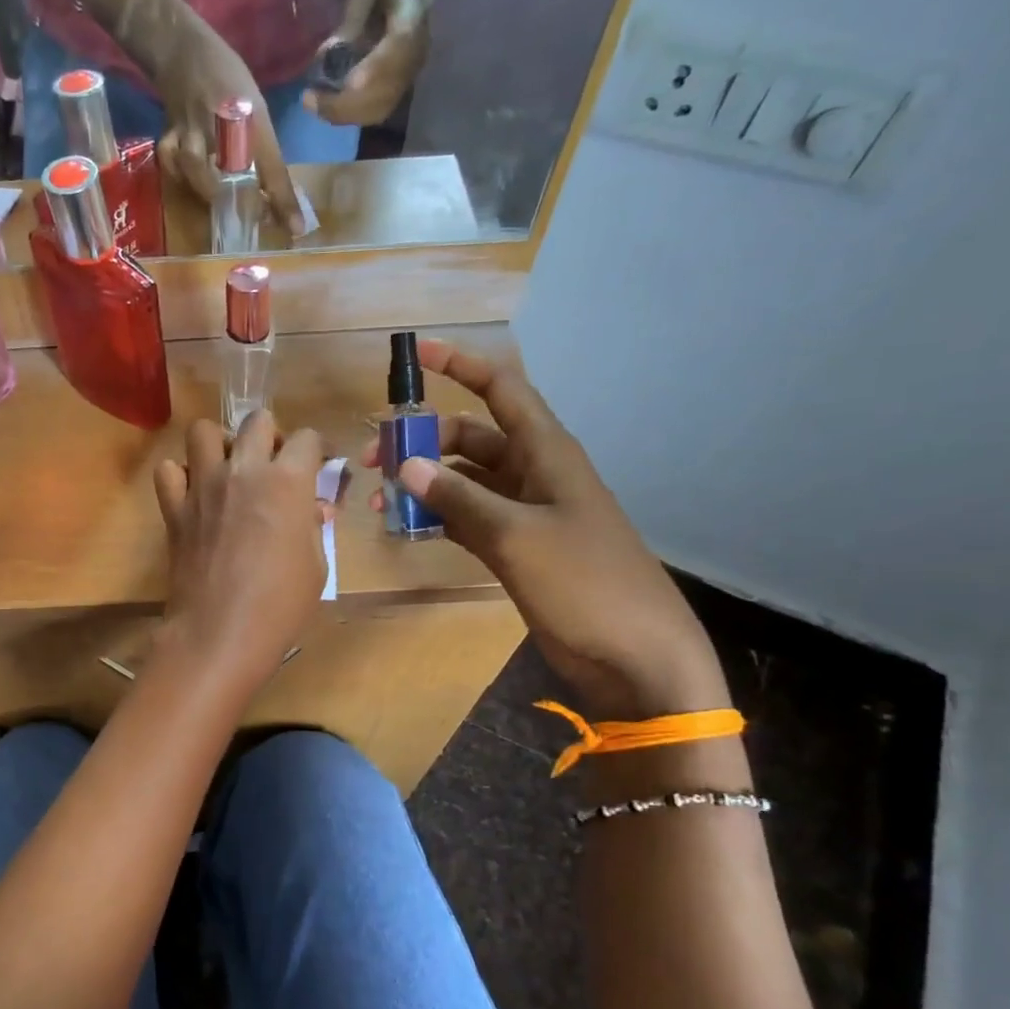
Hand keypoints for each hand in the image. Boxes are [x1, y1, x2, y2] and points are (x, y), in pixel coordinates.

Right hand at [153, 22, 303, 233]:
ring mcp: (193, 129)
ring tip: (218, 202)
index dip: (285, 201)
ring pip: (194, 166)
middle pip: (232, 172)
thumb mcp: (256, 109)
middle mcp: (223, 126)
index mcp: (253, 120)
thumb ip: (265, 151)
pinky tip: (186, 181)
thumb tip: (276, 197)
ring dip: (206, 189)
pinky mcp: (170, 133)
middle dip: (242, 200)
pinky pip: (170, 160)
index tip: (297, 228)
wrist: (185, 51)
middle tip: (254, 216)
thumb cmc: (228, 80)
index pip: (273, 168)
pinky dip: (176, 175)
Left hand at [154, 412, 326, 686]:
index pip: (308, 438)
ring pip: (203, 431)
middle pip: (257, 421)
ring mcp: (203, 486)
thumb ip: (313, 525)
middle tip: (273, 465)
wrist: (220, 632)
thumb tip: (310, 508)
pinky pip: (169, 471)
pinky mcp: (174, 508)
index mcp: (288, 481)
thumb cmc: (281, 605)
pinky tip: (194, 495)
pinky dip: (181, 476)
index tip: (319, 465)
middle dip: (271, 436)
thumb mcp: (316, 565)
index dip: (317, 449)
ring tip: (229, 469)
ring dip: (220, 443)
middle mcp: (244, 471)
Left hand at [303, 0, 438, 125]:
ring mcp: (410, 73)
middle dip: (344, 102)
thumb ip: (351, 17)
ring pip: (379, 107)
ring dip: (344, 113)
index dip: (376, 68)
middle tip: (308, 100)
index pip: (399, 46)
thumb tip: (329, 56)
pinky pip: (376, 110)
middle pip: (385, 89)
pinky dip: (350, 114)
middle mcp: (417, 50)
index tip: (349, 84)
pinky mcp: (400, 86)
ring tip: (313, 105)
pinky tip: (327, 107)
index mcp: (414, 12)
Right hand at [364, 340, 727, 719]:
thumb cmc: (585, 582)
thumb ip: (458, 498)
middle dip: (423, 441)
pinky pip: (469, 519)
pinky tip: (407, 529)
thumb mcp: (516, 535)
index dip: (462, 366)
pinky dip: (439, 519)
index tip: (418, 352)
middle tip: (373, 461)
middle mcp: (534, 474)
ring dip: (424, 485)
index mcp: (546, 453)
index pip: (502, 390)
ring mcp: (526, 514)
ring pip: (465, 482)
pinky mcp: (518, 549)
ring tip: (380, 503)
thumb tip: (405, 464)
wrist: (635, 656)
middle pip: (471, 438)